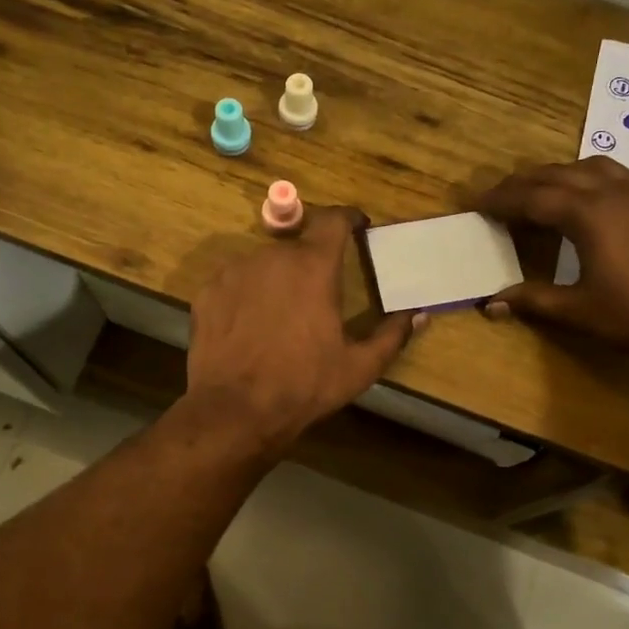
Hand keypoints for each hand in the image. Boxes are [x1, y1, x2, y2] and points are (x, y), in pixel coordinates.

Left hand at [185, 207, 414, 454]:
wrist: (234, 410)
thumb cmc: (304, 386)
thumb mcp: (358, 367)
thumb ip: (392, 335)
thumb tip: (420, 315)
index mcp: (313, 266)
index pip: (333, 219)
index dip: (348, 219)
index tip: (357, 227)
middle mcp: (272, 256)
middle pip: (298, 246)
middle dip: (311, 265)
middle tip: (318, 298)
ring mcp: (234, 271)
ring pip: (264, 264)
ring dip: (277, 280)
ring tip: (281, 318)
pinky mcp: (208, 291)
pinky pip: (235, 282)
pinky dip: (247, 295)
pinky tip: (250, 327)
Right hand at [473, 157, 628, 371]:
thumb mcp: (578, 311)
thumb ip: (533, 300)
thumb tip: (491, 303)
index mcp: (589, 215)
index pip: (532, 197)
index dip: (500, 200)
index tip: (475, 204)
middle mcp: (613, 193)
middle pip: (557, 174)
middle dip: (522, 183)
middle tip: (497, 198)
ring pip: (589, 166)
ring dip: (557, 175)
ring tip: (538, 194)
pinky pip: (615, 175)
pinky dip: (587, 179)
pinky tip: (585, 203)